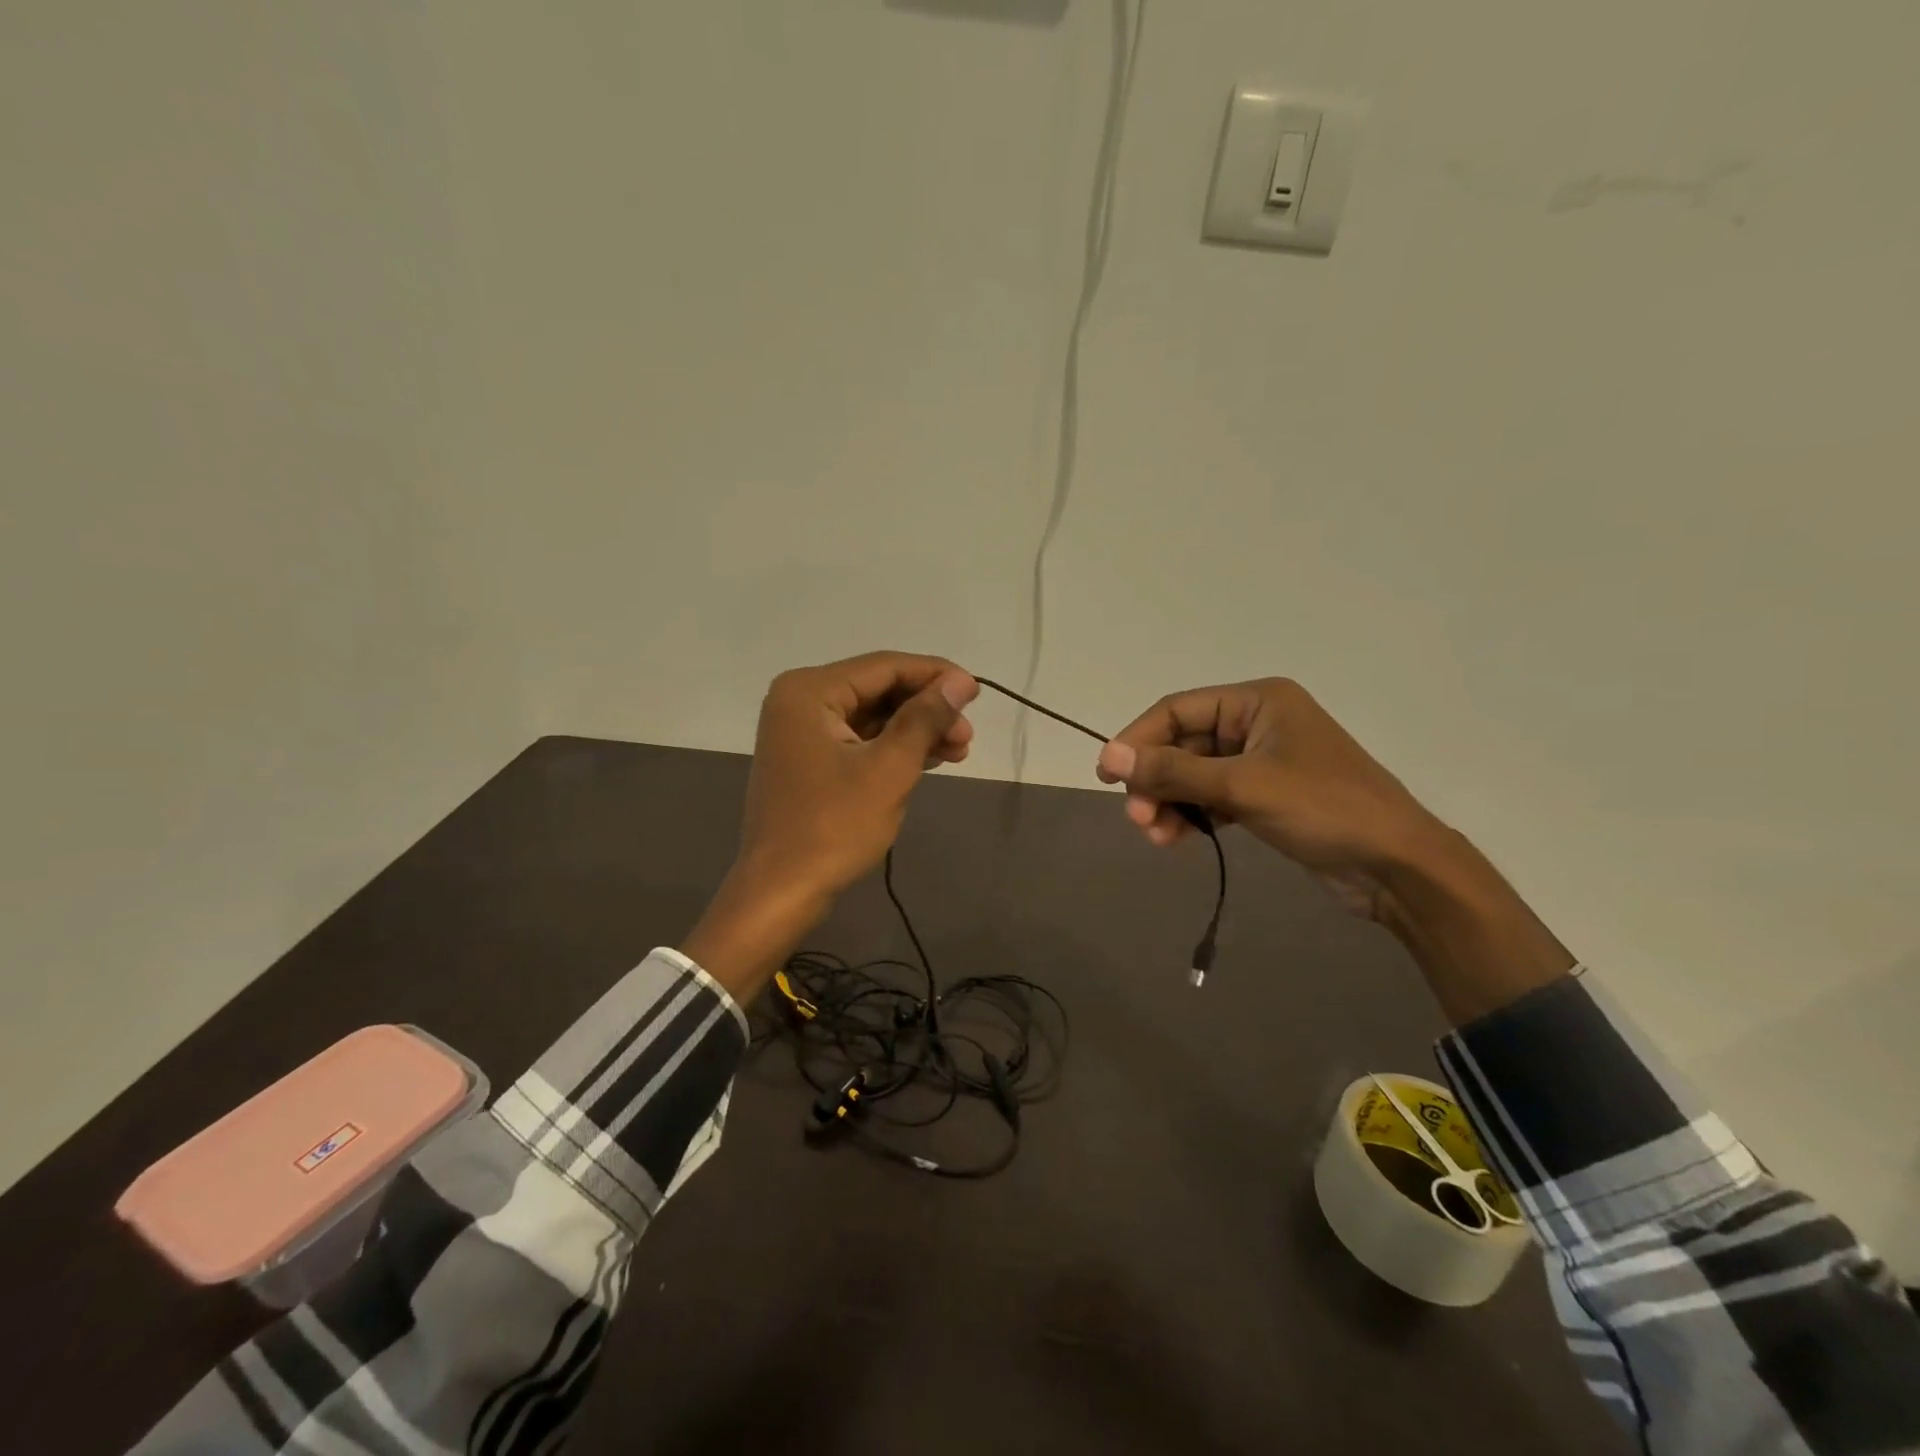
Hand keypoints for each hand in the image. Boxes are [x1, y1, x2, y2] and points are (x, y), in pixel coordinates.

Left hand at [736, 651, 978, 901]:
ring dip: (915, 730)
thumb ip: (924, 718)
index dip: (935, 675)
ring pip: (871, 717)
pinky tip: (929, 759)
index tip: (977, 692)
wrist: (781, 892)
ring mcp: (800, 732)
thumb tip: (960, 682)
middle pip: (877, 689)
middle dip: (926, 709)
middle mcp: (799, 701)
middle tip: (968, 734)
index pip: (884, 666)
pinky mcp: (808, 760)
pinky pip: (858, 740)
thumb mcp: (889, 769)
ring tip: (959, 750)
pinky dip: (893, 748)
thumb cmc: (834, 827)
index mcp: (809, 691)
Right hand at [1095, 677, 1572, 1021]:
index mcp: (1257, 701)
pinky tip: (1177, 839)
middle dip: (1156, 780)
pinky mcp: (1267, 796)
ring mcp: (1263, 761)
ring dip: (1170, 802)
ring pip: (1195, 774)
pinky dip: (1193, 815)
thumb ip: (1173, 770)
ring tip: (1155, 835)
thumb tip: (1108, 755)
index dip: (1137, 740)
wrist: (1397, 867)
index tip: (1106, 775)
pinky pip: (1214, 797)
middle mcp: (1257, 723)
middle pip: (1184, 744)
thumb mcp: (1242, 785)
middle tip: (1136, 818)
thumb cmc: (1323, 809)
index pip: (1177, 710)